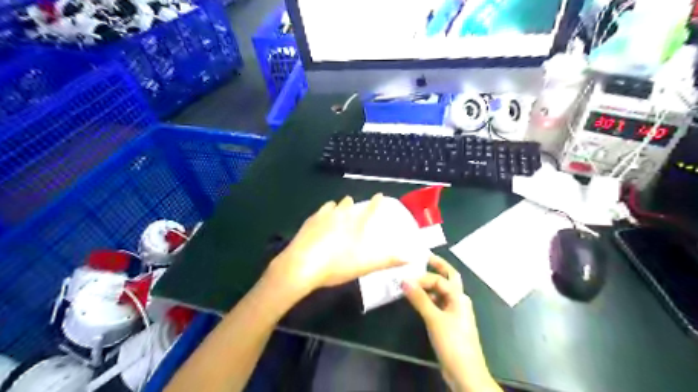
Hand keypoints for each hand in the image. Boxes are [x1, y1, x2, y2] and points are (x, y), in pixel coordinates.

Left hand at [267, 194, 409, 298]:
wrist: (302, 265)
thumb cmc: (336, 265)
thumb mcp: (365, 265)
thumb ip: (388, 260)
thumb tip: (412, 257)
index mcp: (354, 225)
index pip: (369, 210)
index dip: (376, 202)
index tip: (379, 194)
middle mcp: (340, 216)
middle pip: (348, 205)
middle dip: (352, 203)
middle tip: (353, 203)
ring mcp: (322, 217)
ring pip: (333, 205)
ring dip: (337, 205)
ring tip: (338, 206)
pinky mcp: (309, 222)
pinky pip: (319, 212)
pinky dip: (323, 211)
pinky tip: (320, 217)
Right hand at [404, 254, 501, 391]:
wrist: (465, 373)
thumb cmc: (453, 343)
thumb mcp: (434, 319)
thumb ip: (419, 299)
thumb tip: (404, 280)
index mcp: (459, 297)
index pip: (439, 280)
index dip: (423, 277)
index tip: (406, 279)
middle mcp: (458, 301)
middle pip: (448, 279)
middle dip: (438, 267)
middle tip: (424, 257)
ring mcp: (454, 312)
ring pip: (441, 292)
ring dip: (429, 285)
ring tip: (413, 280)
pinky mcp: (448, 323)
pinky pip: (437, 304)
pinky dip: (427, 299)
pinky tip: (416, 300)